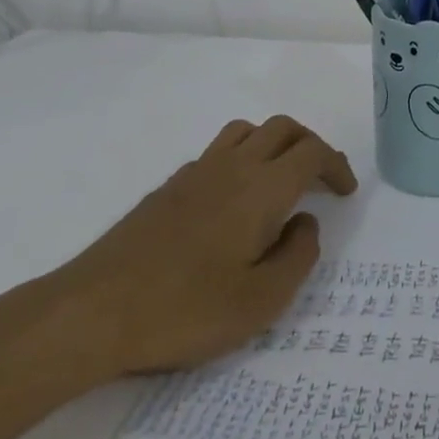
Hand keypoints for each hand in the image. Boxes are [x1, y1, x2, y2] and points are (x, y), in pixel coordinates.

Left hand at [43, 116, 357, 379]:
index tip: (345, 192)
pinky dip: (240, 160)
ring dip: (273, 144)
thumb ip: (298, 256)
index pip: (312, 152)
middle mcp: (233, 166)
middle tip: (321, 180)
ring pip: (247, 131)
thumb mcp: (260, 301)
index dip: (336, 165)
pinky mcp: (168, 187)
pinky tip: (232, 203)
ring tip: (279, 181)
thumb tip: (306, 222)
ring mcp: (196, 172)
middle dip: (310, 145)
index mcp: (262, 188)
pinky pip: (217, 152)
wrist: (93, 311)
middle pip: (283, 128)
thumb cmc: (185, 310)